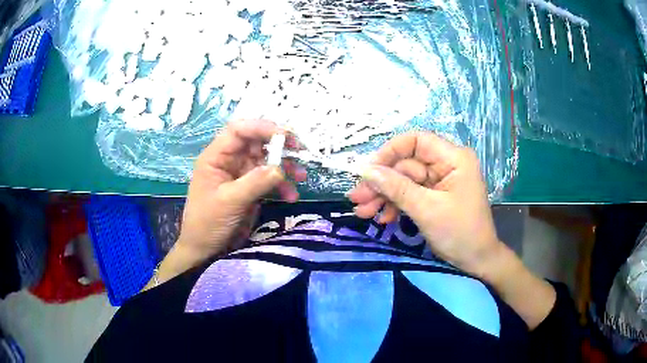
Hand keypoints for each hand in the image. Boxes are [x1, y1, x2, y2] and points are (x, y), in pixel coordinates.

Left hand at [177, 119, 305, 259]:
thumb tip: (280, 169)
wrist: (204, 249)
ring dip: (284, 167)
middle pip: (256, 142)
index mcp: (216, 157)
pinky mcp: (250, 189)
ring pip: (266, 160)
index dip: (261, 127)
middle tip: (299, 151)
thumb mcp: (229, 201)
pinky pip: (269, 180)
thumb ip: (254, 182)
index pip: (238, 131)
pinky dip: (281, 186)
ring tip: (301, 177)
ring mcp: (240, 174)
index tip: (285, 136)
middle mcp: (229, 160)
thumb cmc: (207, 223)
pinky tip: (291, 196)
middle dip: (279, 146)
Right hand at [348, 132, 499, 275]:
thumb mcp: (427, 210)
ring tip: (363, 212)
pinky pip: (410, 194)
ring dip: (384, 196)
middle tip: (357, 199)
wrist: (476, 261)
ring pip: (404, 181)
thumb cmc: (460, 233)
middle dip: (382, 183)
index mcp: (454, 158)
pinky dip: (396, 206)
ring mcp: (440, 181)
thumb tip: (366, 171)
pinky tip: (383, 219)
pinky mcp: (434, 196)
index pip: (416, 141)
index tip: (368, 171)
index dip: (390, 152)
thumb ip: (396, 188)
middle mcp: (446, 164)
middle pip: (406, 164)